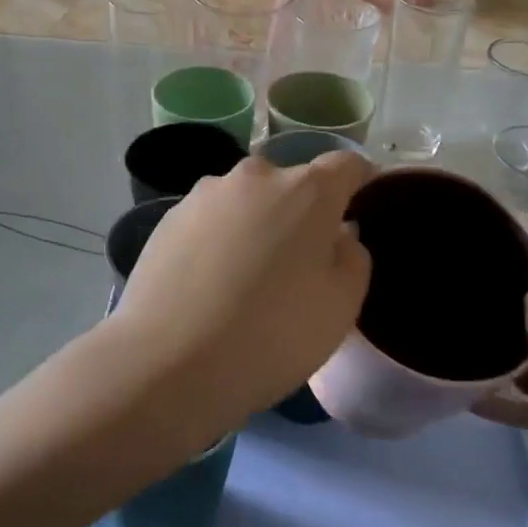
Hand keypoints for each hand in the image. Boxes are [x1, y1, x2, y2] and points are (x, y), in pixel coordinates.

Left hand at [108, 152, 372, 443]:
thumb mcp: (341, 306)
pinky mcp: (168, 218)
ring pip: (246, 202)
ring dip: (255, 225)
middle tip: (298, 264)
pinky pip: (210, 221)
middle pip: (291, 184)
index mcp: (306, 190)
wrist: (168, 361)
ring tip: (246, 280)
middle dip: (301, 213)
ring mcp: (205, 194)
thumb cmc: (272, 334)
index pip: (345, 165)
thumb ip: (352, 258)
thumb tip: (339, 235)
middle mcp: (255, 177)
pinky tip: (209, 285)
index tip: (359, 206)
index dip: (359, 181)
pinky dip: (218, 241)